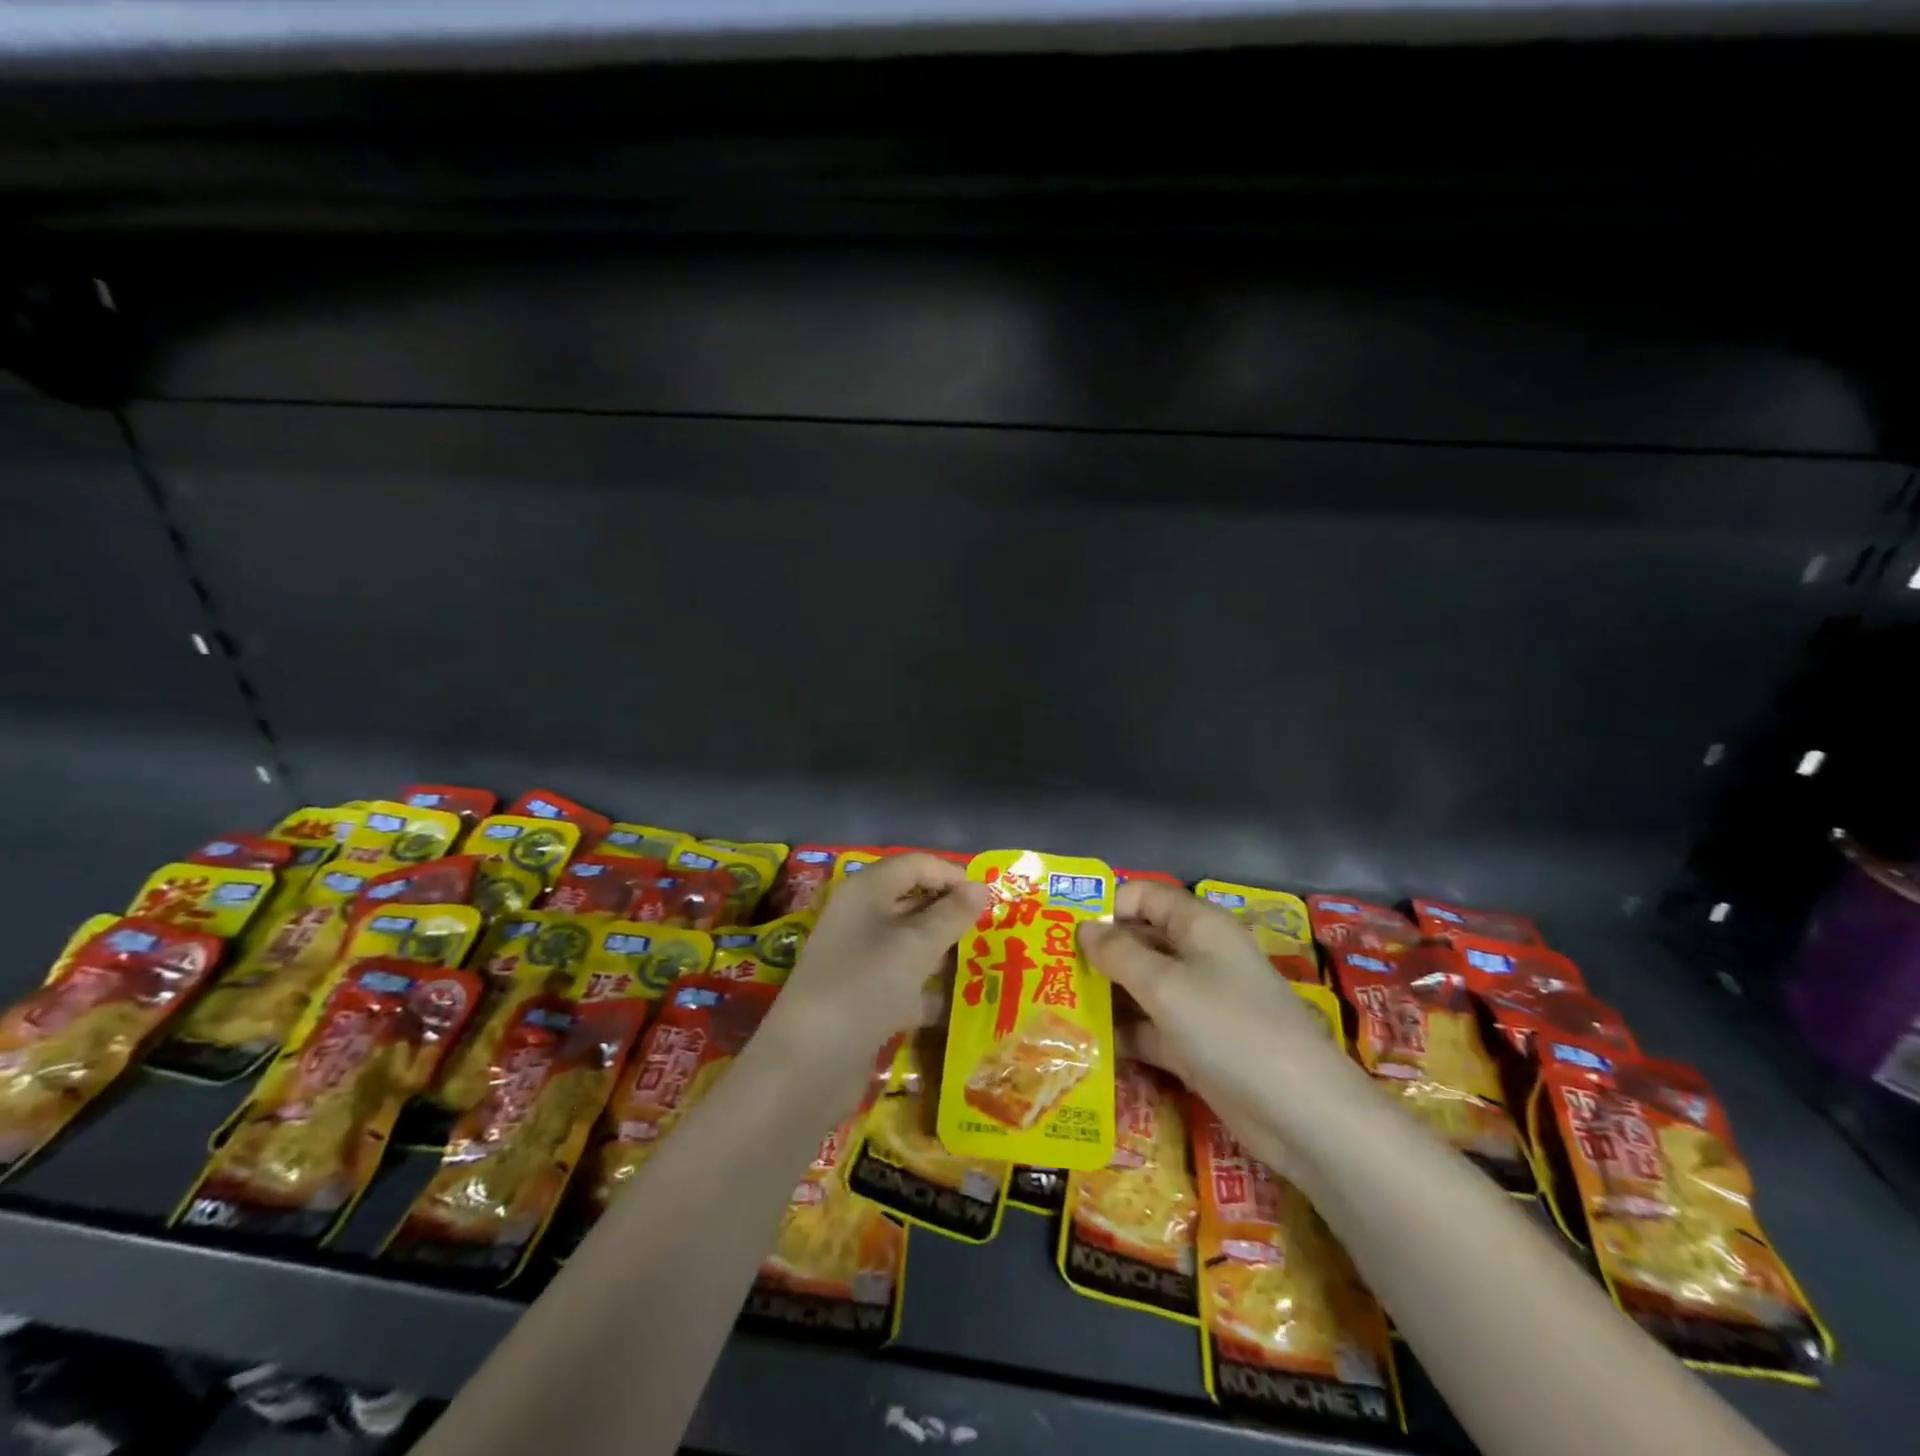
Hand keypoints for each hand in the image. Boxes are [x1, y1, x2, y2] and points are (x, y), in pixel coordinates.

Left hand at [763, 852, 989, 1073]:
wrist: (810, 1061)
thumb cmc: (867, 984)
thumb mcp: (917, 945)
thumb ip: (952, 914)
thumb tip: (980, 887)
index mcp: (867, 890)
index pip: (915, 865)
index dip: (951, 874)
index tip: (988, 898)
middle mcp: (859, 916)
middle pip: (912, 901)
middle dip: (950, 913)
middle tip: (991, 930)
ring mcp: (858, 957)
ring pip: (909, 943)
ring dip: (943, 952)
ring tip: (984, 963)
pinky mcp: (861, 995)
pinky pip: (902, 980)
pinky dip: (928, 989)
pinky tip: (958, 1005)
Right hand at [1078, 880, 1349, 1113]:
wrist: (1300, 1113)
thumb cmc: (1229, 1028)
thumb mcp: (1166, 985)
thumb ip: (1119, 953)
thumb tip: (1084, 928)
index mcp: (1198, 926)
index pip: (1144, 896)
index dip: (1106, 906)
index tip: (1063, 929)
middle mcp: (1197, 957)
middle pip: (1139, 941)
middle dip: (1096, 953)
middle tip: (1046, 970)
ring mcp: (1197, 1003)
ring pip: (1140, 987)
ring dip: (1103, 995)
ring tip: (1051, 1006)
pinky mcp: (1194, 1045)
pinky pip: (1149, 1028)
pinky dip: (1121, 1033)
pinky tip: (1081, 1043)